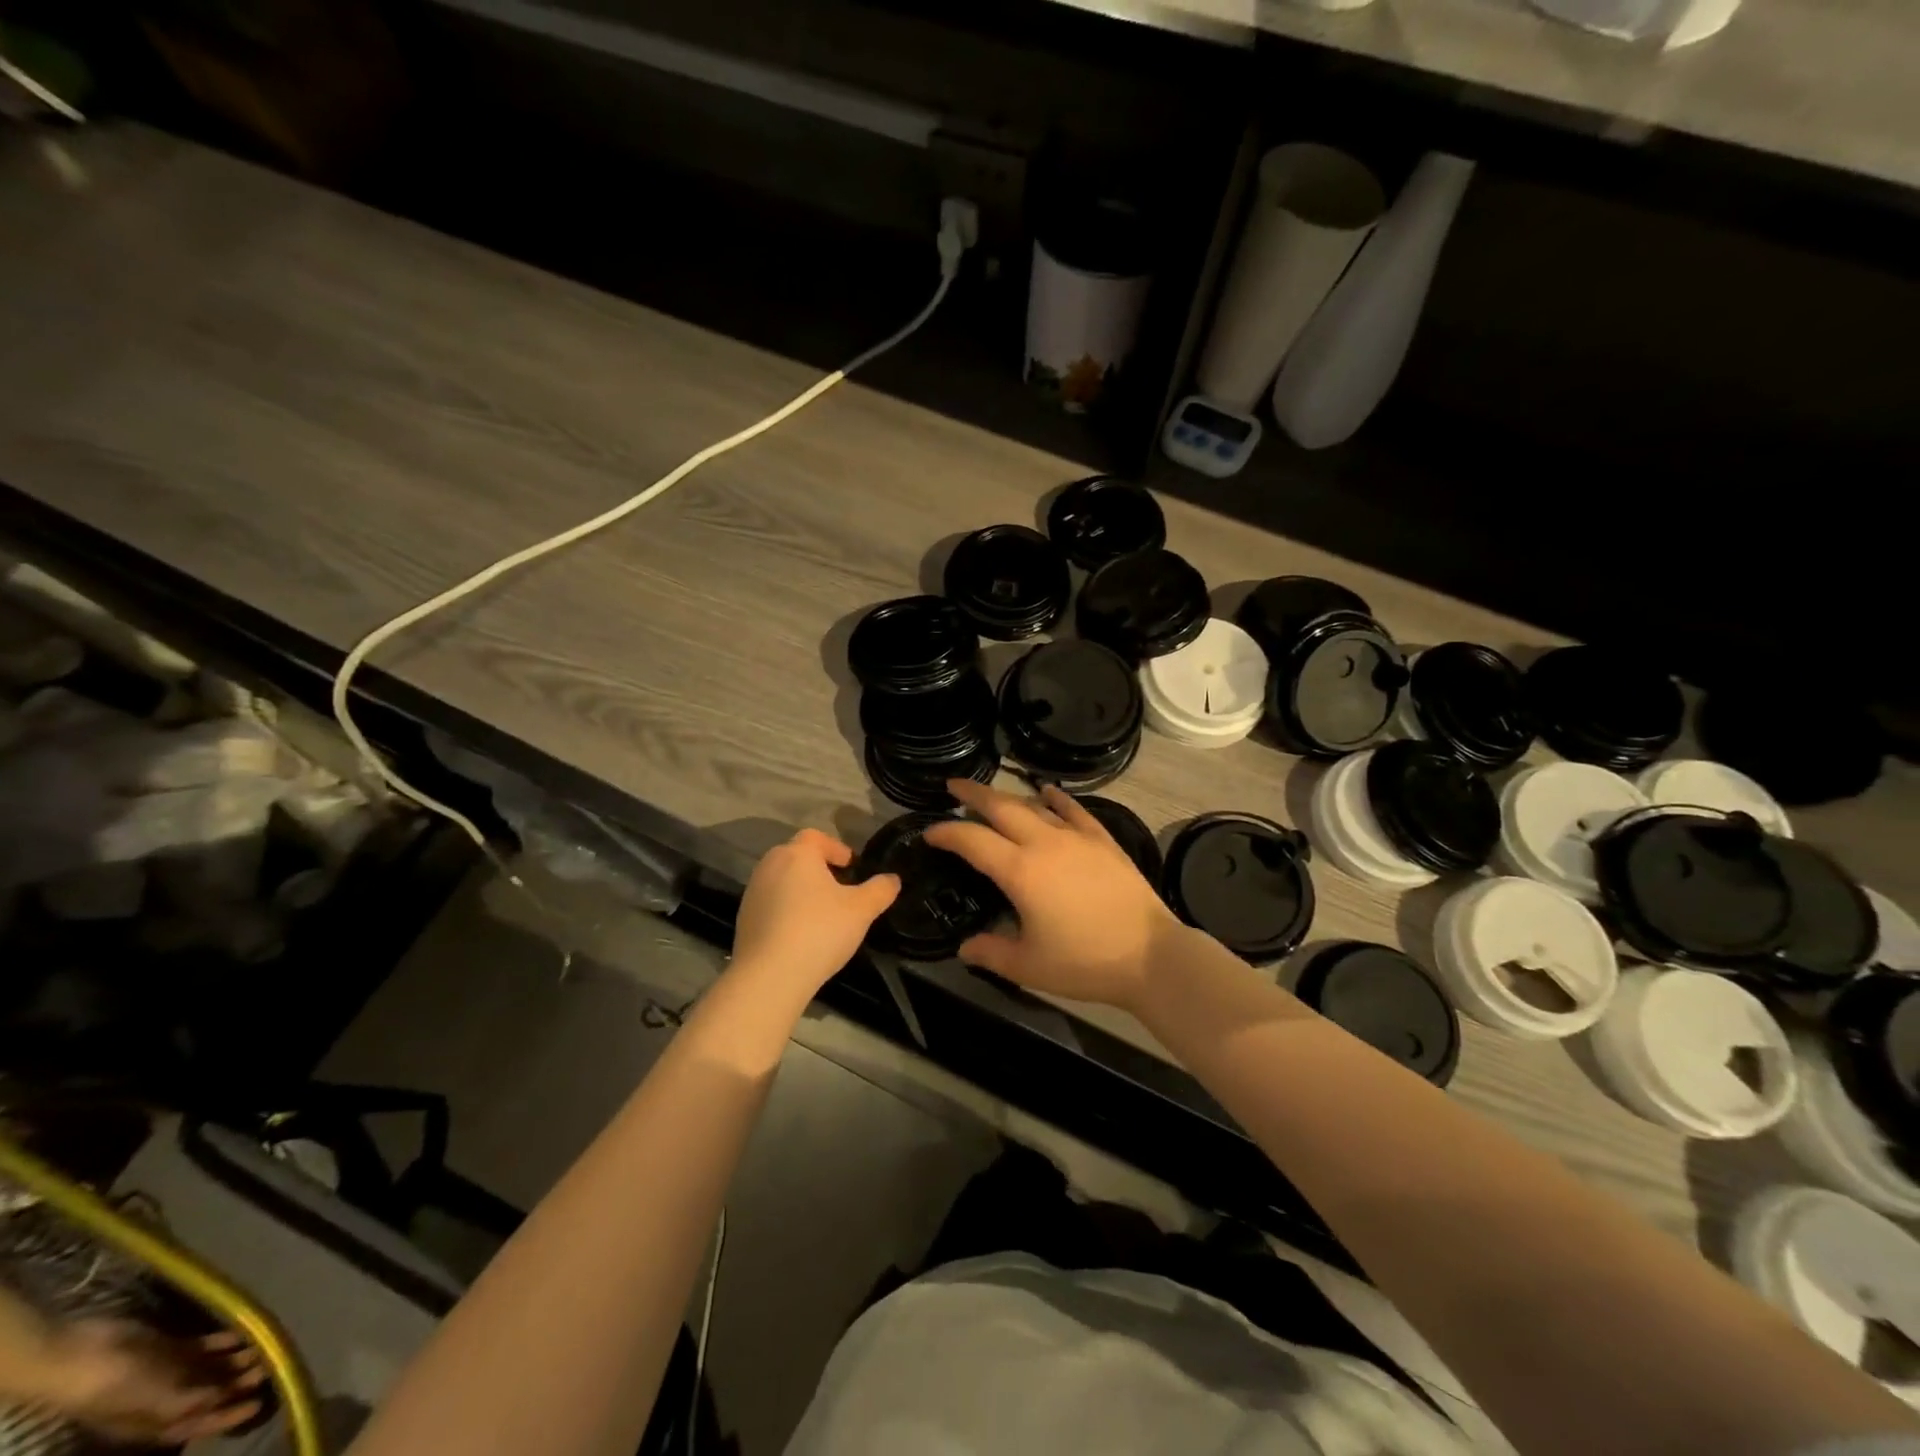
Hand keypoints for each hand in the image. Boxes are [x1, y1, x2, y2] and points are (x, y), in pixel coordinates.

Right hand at [36, 1320, 266, 1445]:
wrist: (82, 1356)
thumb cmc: (116, 1385)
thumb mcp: (153, 1400)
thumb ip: (189, 1402)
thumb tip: (223, 1400)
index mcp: (154, 1424)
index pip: (198, 1425)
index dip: (228, 1417)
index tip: (259, 1404)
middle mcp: (164, 1400)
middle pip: (210, 1394)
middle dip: (241, 1383)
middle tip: (275, 1363)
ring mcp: (167, 1373)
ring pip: (211, 1369)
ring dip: (238, 1359)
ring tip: (269, 1344)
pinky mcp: (171, 1348)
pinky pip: (206, 1347)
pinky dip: (227, 1340)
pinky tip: (249, 1330)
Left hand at [731, 828, 899, 994]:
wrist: (770, 976)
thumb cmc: (819, 931)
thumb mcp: (861, 910)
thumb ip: (880, 890)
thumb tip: (892, 879)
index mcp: (797, 854)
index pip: (816, 837)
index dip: (836, 848)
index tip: (851, 867)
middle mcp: (770, 865)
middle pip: (797, 856)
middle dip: (818, 868)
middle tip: (840, 889)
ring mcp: (752, 892)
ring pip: (782, 880)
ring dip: (801, 890)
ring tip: (821, 914)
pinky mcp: (744, 919)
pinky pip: (771, 904)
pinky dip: (786, 910)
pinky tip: (800, 934)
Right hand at [924, 781, 1185, 1011]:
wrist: (1150, 955)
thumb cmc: (1084, 962)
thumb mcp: (1028, 966)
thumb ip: (991, 952)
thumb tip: (965, 948)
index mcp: (1019, 871)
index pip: (972, 840)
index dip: (946, 832)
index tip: (929, 832)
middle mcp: (1044, 843)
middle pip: (1001, 807)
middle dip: (973, 794)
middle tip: (953, 786)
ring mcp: (1076, 837)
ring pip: (1034, 805)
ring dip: (1009, 797)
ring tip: (993, 797)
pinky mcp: (1102, 840)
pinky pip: (1074, 809)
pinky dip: (1056, 798)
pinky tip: (1047, 791)